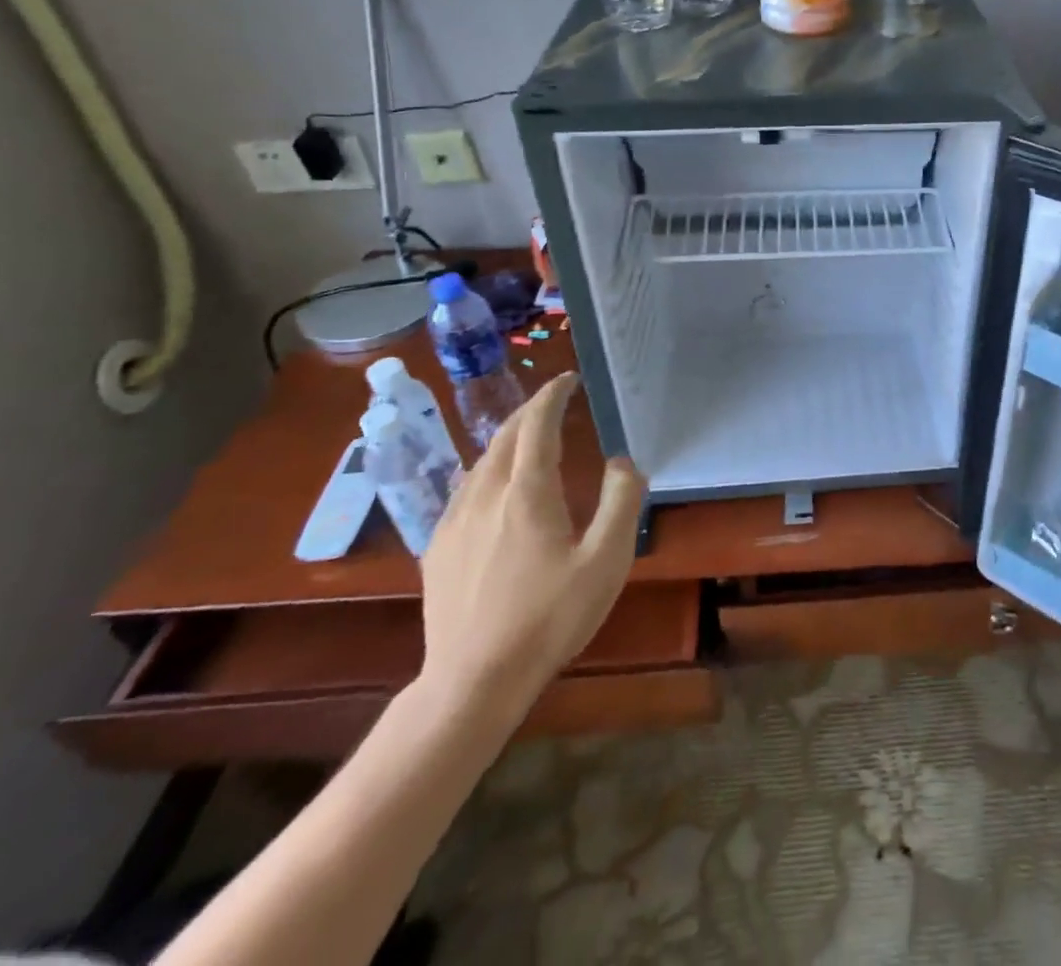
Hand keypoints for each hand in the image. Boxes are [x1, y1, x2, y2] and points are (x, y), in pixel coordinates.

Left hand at [416, 373, 646, 726]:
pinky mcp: (438, 549)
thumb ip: (621, 503)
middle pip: (504, 437)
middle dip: (529, 412)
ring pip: (481, 462)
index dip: (552, 396)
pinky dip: (487, 470)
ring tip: (529, 437)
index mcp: (527, 494)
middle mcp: (485, 496)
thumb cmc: (549, 619)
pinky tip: (495, 488)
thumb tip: (622, 462)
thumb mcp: (606, 561)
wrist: (473, 681)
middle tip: (554, 401)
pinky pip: (465, 490)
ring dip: (507, 439)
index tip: (568, 379)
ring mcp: (454, 522)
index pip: (536, 426)